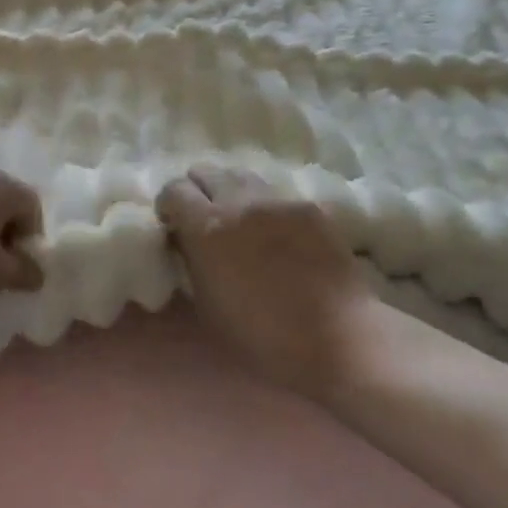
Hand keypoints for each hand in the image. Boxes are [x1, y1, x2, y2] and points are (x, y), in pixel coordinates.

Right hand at [156, 163, 379, 398]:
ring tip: (239, 221)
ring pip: (241, 176)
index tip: (173, 225)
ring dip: (231, 192)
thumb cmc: (265, 336)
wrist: (339, 336)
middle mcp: (238, 201)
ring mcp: (276, 199)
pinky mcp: (307, 206)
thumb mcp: (209, 306)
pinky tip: (276, 234)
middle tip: (204, 219)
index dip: (169, 206)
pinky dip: (265, 207)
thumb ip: (192, 263)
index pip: (174, 190)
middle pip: (205, 171)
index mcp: (207, 227)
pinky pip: (274, 194)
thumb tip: (186, 242)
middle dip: (198, 190)